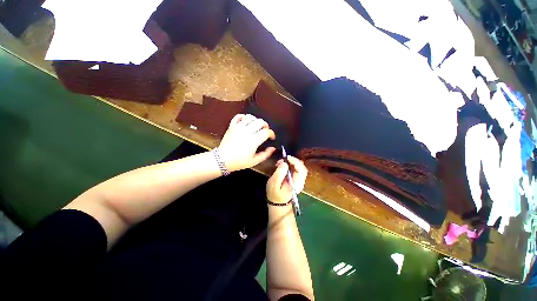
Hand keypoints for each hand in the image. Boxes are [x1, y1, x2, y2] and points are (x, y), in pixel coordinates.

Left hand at [218, 114, 275, 171]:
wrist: (222, 159)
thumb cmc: (239, 162)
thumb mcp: (254, 161)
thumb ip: (265, 154)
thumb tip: (273, 148)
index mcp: (253, 140)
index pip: (266, 132)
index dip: (272, 133)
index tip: (272, 137)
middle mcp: (247, 131)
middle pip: (260, 122)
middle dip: (265, 125)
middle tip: (265, 131)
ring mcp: (238, 127)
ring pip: (250, 117)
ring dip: (256, 120)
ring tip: (256, 126)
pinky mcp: (231, 126)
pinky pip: (238, 116)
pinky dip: (243, 116)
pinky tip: (246, 121)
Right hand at [266, 156, 307, 203]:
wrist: (278, 203)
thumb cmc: (275, 195)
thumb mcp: (273, 184)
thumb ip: (279, 174)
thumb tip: (285, 163)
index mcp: (296, 184)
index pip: (302, 170)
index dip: (296, 162)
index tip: (287, 157)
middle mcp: (300, 181)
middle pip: (302, 167)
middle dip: (292, 161)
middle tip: (282, 160)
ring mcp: (299, 180)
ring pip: (298, 167)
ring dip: (290, 162)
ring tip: (280, 163)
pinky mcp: (295, 178)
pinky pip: (295, 168)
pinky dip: (289, 164)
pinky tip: (281, 166)